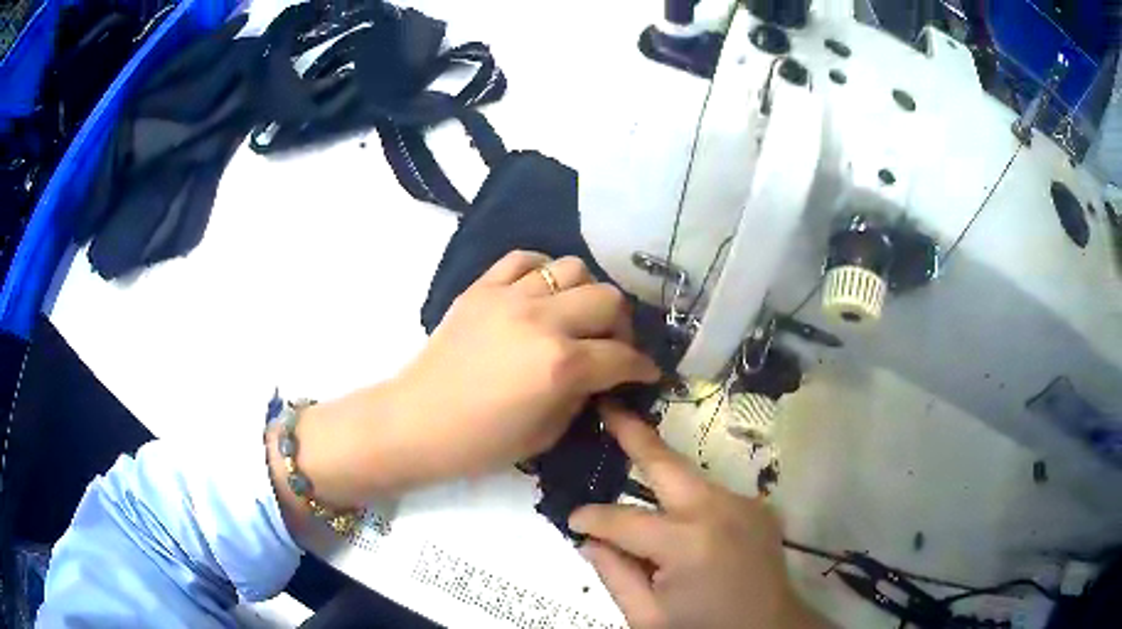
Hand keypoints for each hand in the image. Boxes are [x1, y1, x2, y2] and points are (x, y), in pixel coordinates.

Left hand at [275, 251, 660, 514]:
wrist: (418, 421)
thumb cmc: (482, 442)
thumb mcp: (548, 432)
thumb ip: (583, 395)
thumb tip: (601, 375)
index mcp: (561, 365)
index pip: (622, 356)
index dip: (643, 367)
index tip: (647, 372)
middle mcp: (543, 320)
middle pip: (608, 300)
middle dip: (622, 326)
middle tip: (612, 345)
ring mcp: (510, 297)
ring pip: (573, 268)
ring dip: (586, 293)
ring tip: (577, 315)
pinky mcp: (483, 287)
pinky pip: (525, 258)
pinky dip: (542, 271)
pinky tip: (542, 293)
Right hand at [570, 405, 830, 628]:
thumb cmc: (703, 628)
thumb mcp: (647, 617)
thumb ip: (614, 574)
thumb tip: (591, 538)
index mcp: (687, 545)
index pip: (624, 520)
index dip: (593, 518)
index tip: (574, 518)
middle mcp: (719, 511)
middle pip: (667, 465)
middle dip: (634, 434)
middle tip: (607, 408)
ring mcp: (745, 504)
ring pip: (689, 478)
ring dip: (659, 471)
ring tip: (630, 452)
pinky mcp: (758, 507)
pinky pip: (711, 494)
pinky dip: (686, 498)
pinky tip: (675, 513)